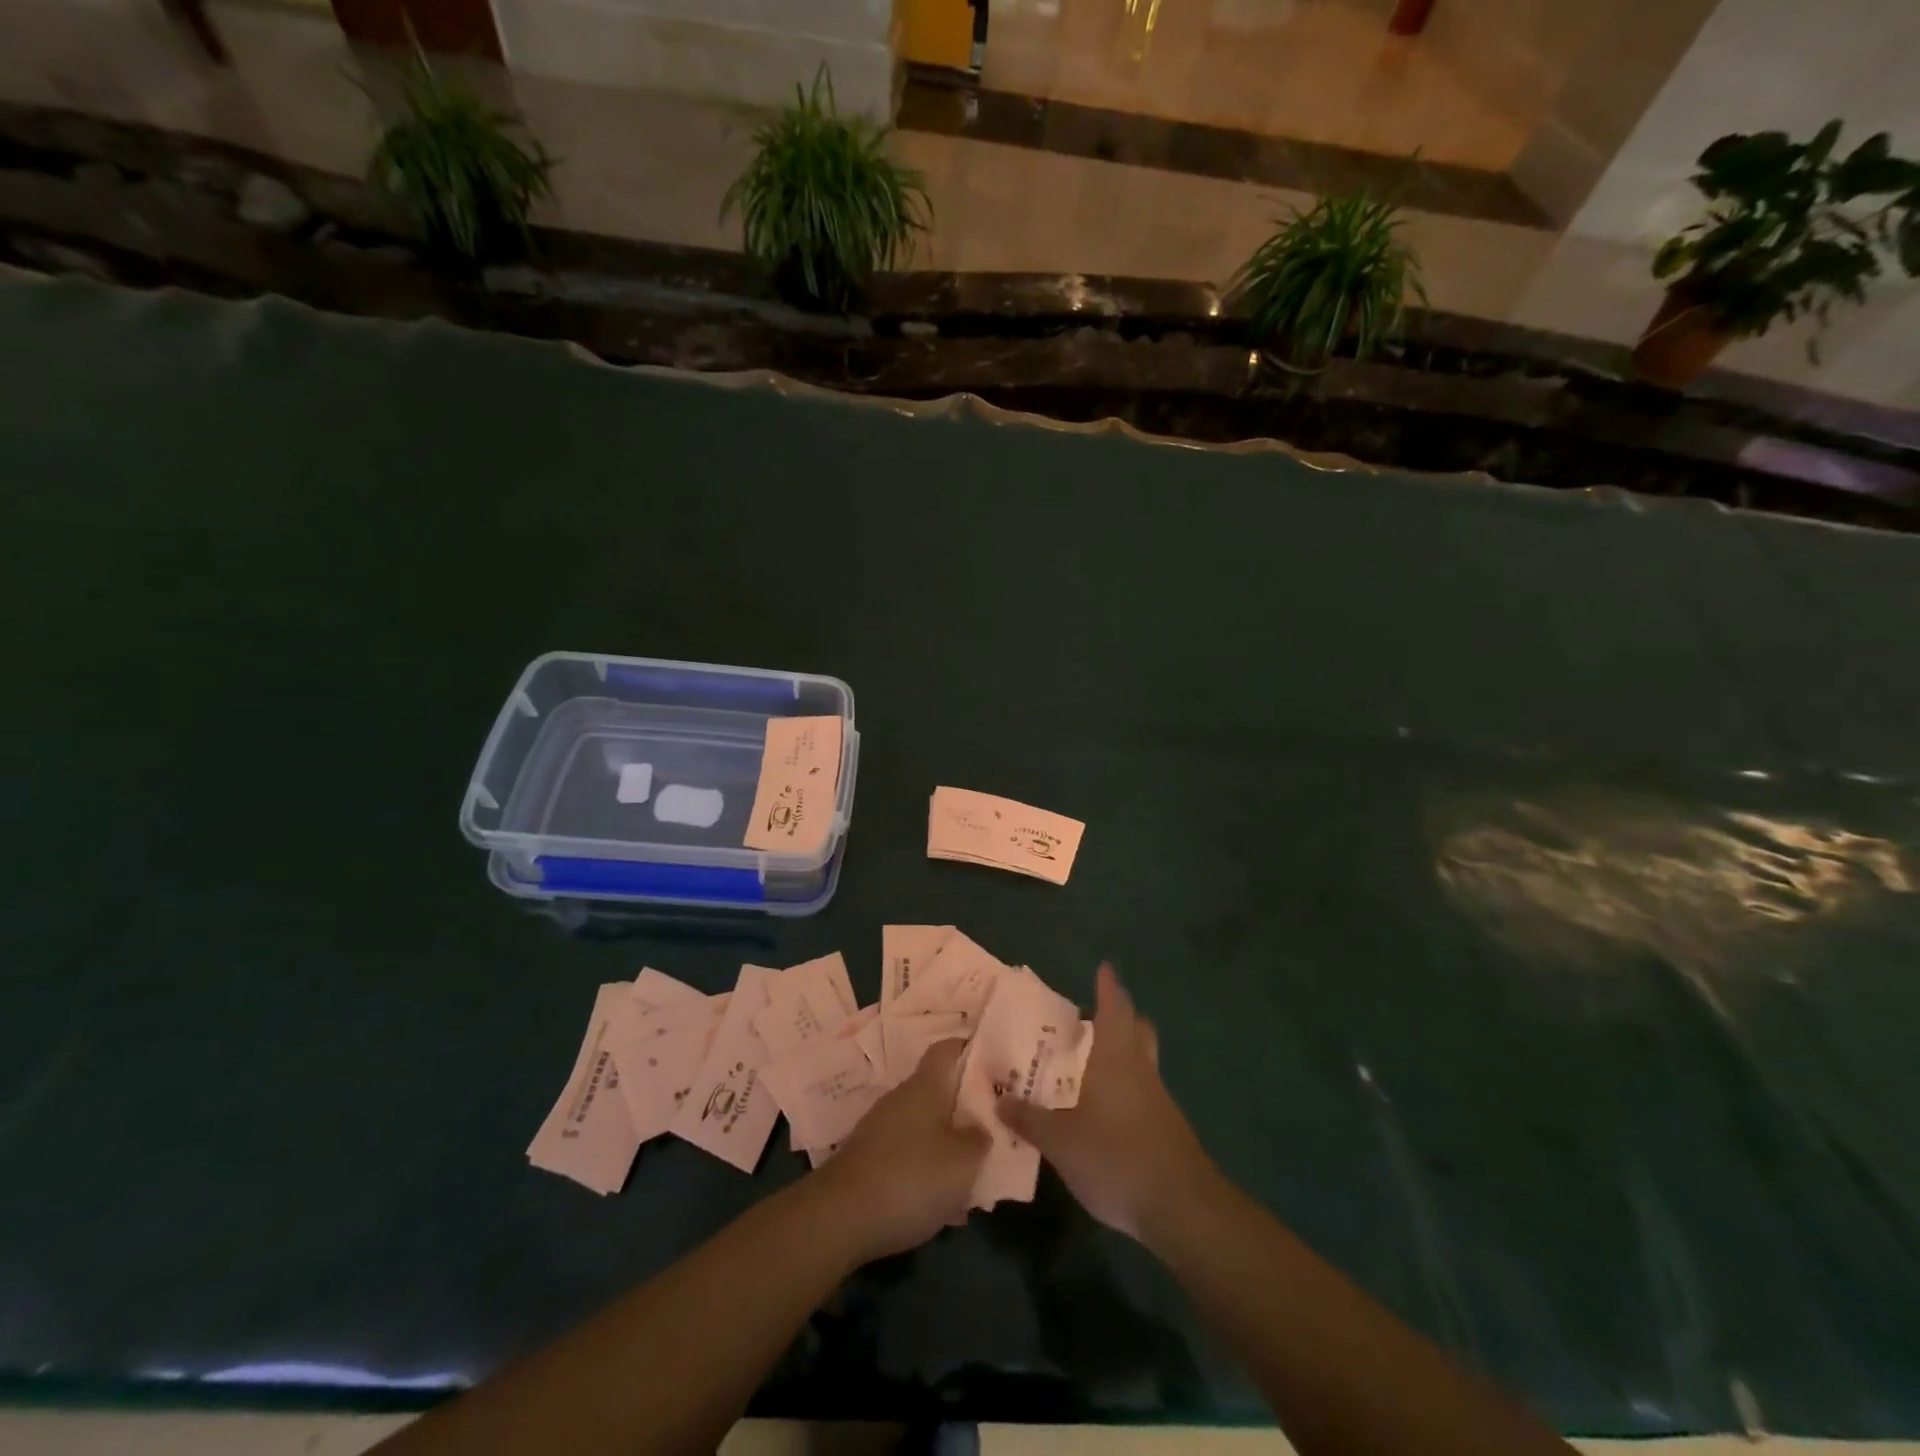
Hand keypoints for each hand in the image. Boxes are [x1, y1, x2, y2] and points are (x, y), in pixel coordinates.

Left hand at [819, 1039, 988, 1262]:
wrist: (840, 1217)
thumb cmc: (912, 1176)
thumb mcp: (963, 1161)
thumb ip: (978, 1138)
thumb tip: (979, 1127)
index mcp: (925, 1086)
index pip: (946, 1049)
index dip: (968, 1049)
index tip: (992, 1062)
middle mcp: (901, 1099)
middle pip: (938, 1092)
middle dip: (964, 1110)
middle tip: (992, 1131)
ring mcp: (880, 1129)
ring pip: (924, 1129)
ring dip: (947, 1148)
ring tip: (972, 1179)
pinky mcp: (868, 1160)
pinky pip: (908, 1157)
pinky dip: (926, 1173)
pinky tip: (942, 1208)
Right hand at [998, 964, 1211, 1243]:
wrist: (1182, 1209)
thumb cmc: (1117, 1158)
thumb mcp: (1061, 1142)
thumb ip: (1030, 1120)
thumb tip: (1000, 1099)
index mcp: (1117, 1059)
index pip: (1115, 1009)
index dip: (1108, 987)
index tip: (1105, 968)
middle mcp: (1141, 1071)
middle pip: (1138, 1030)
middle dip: (1121, 1018)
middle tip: (1094, 1017)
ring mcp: (1158, 1102)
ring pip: (1142, 1063)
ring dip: (1122, 1056)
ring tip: (1089, 1066)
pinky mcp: (1167, 1131)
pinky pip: (1143, 1095)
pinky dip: (1125, 1091)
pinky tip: (1104, 1113)